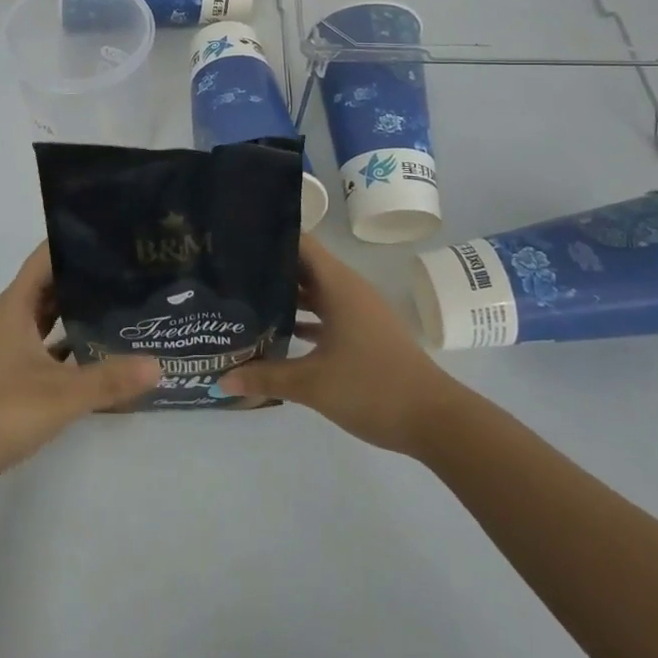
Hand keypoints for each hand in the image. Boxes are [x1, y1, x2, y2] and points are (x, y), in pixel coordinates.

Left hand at [0, 243, 161, 497]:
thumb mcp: (60, 395)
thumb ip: (109, 380)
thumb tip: (158, 364)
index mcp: (16, 305)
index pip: (47, 255)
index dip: (77, 241)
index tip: (116, 235)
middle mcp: (12, 318)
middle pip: (53, 284)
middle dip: (88, 276)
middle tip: (133, 271)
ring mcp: (10, 347)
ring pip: (51, 317)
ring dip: (80, 311)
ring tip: (125, 305)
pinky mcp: (13, 374)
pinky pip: (49, 346)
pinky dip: (72, 345)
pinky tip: (102, 353)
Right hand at [218, 234, 456, 455]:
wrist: (435, 420)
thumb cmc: (373, 387)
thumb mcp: (313, 384)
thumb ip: (266, 377)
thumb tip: (222, 378)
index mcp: (338, 285)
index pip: (300, 243)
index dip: (269, 237)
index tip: (235, 239)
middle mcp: (348, 290)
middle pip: (303, 267)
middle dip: (269, 268)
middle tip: (228, 271)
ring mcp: (358, 312)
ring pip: (314, 292)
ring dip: (285, 296)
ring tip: (244, 299)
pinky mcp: (363, 333)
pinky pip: (326, 314)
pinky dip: (303, 319)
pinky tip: (277, 333)